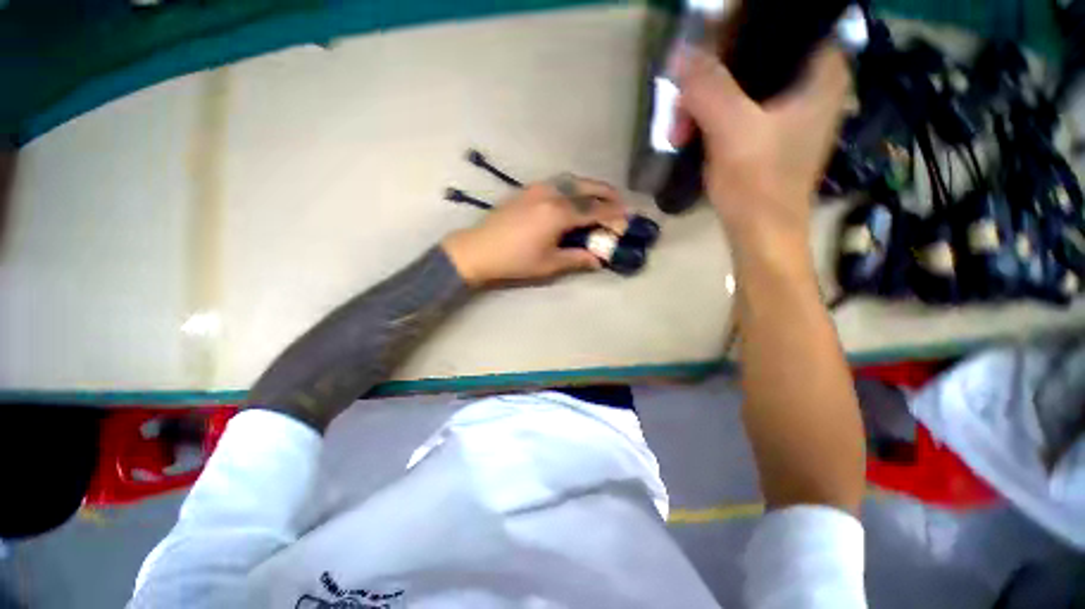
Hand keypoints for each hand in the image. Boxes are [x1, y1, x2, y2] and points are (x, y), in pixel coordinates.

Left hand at [442, 178, 627, 286]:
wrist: (479, 250)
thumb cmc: (516, 261)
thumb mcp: (549, 264)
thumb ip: (577, 259)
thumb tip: (598, 259)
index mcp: (559, 213)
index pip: (595, 210)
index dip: (613, 214)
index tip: (628, 216)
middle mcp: (552, 194)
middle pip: (587, 187)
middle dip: (607, 193)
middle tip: (620, 202)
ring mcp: (538, 188)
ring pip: (572, 181)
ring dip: (590, 187)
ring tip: (600, 198)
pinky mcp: (527, 190)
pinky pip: (558, 183)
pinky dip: (573, 187)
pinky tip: (574, 197)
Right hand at [679, 46, 848, 245]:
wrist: (760, 235)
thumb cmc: (758, 185)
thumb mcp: (732, 130)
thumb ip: (708, 87)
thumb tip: (679, 52)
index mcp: (821, 70)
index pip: (776, 25)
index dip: (732, 36)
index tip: (698, 62)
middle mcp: (810, 82)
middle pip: (752, 55)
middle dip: (708, 81)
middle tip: (680, 108)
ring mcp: (789, 108)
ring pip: (738, 84)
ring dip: (702, 104)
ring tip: (679, 133)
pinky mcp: (769, 131)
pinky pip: (734, 107)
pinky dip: (709, 119)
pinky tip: (689, 136)